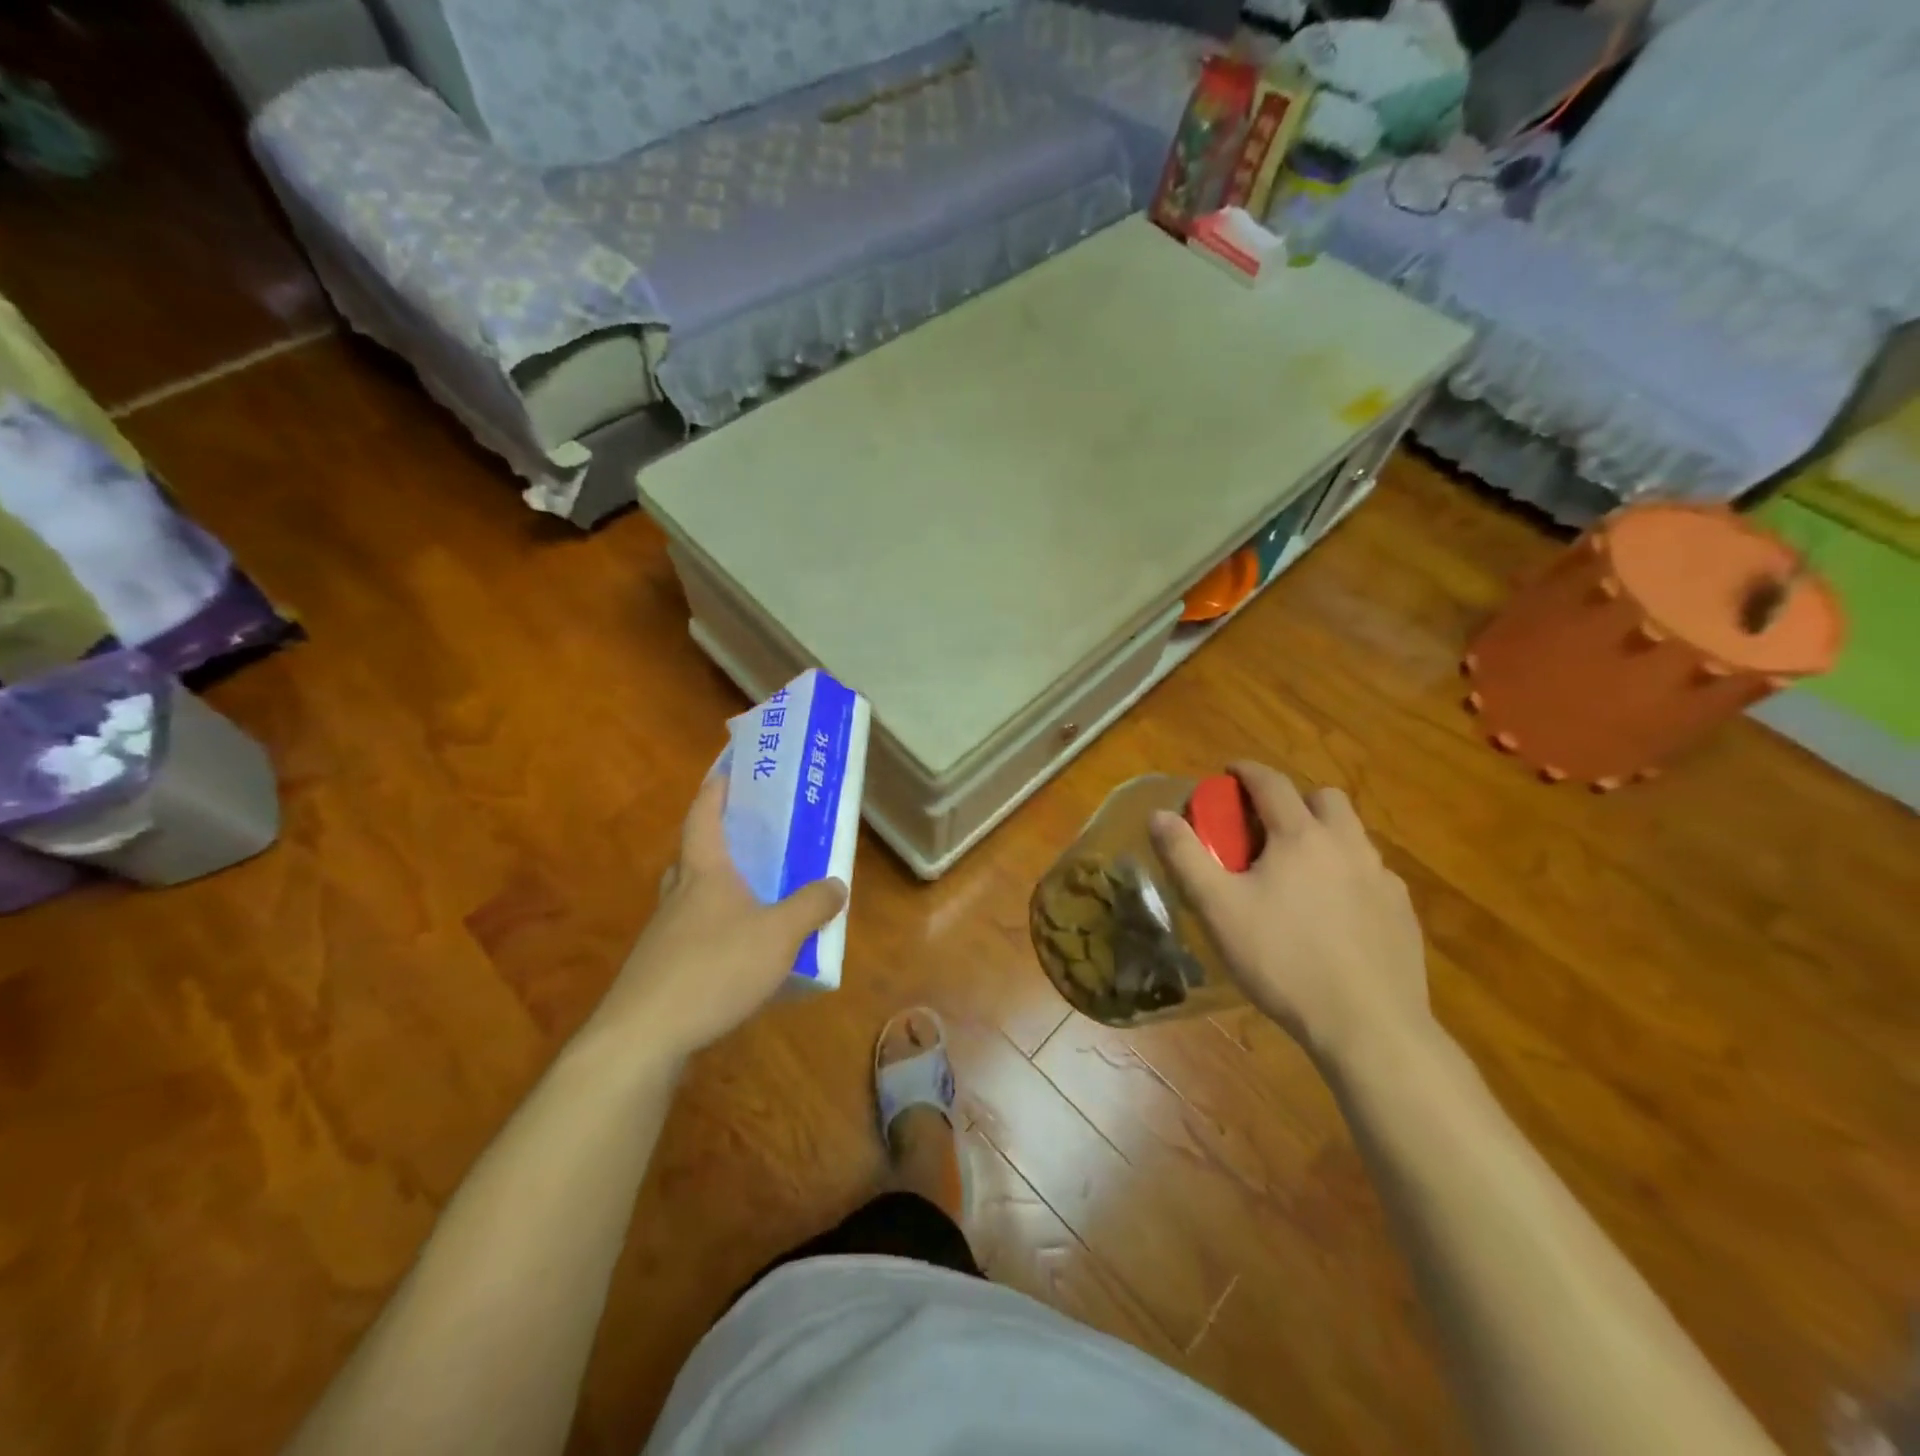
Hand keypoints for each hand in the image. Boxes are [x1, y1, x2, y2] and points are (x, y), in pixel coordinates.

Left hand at [586, 774, 846, 1069]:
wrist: (643, 1036)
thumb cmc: (714, 967)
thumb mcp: (779, 934)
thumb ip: (811, 906)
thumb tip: (836, 884)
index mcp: (704, 872)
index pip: (704, 816)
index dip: (716, 790)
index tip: (729, 771)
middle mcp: (678, 895)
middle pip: (692, 855)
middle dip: (716, 842)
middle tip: (748, 840)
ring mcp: (663, 934)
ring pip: (689, 898)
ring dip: (715, 891)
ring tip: (752, 899)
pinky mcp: (659, 971)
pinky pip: (691, 937)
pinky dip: (714, 933)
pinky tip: (738, 957)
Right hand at [1150, 763, 1431, 1065]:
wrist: (1367, 1024)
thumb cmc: (1283, 960)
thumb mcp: (1218, 908)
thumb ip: (1185, 856)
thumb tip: (1159, 814)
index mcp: (1300, 836)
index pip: (1271, 783)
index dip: (1246, 771)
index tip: (1228, 772)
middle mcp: (1346, 845)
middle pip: (1324, 798)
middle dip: (1293, 800)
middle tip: (1266, 828)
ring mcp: (1381, 878)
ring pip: (1352, 835)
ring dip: (1323, 835)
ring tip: (1298, 872)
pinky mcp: (1402, 912)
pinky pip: (1371, 874)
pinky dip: (1347, 874)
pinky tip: (1333, 912)